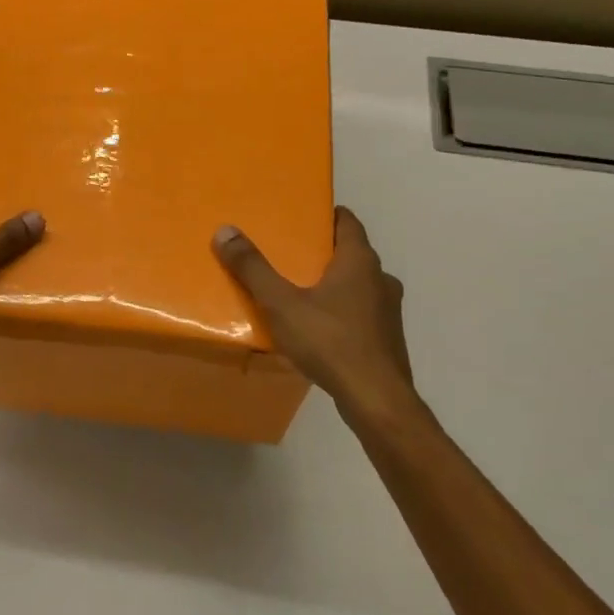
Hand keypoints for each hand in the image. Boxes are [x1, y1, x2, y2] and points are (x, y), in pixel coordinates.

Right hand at [213, 206, 429, 428]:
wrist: (376, 400)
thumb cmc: (330, 342)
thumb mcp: (281, 304)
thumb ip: (253, 268)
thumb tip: (225, 230)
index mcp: (359, 261)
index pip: (347, 221)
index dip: (326, 215)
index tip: (301, 215)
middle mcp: (380, 278)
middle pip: (351, 253)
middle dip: (322, 251)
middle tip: (289, 253)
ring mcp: (388, 310)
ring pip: (358, 285)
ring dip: (333, 284)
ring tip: (299, 291)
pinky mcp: (387, 338)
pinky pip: (360, 313)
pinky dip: (341, 311)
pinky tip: (318, 327)